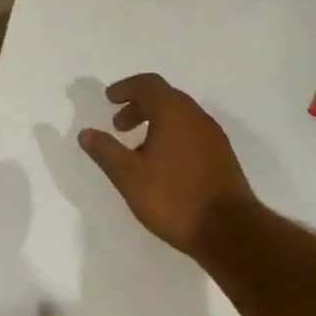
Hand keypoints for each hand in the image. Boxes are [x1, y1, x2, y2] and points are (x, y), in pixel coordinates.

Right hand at [78, 73, 260, 258]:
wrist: (230, 231)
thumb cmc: (174, 198)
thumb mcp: (129, 176)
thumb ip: (106, 151)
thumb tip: (86, 132)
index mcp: (174, 113)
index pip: (148, 84)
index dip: (126, 88)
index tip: (109, 100)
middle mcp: (196, 117)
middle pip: (165, 97)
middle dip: (138, 106)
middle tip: (118, 126)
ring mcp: (213, 136)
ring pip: (180, 116)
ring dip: (155, 122)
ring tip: (137, 149)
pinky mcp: (222, 156)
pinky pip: (191, 133)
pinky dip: (171, 136)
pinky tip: (162, 165)